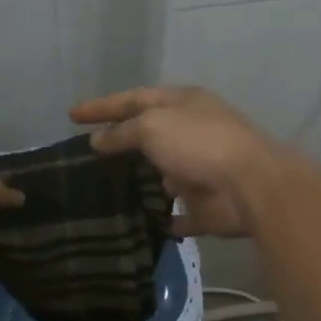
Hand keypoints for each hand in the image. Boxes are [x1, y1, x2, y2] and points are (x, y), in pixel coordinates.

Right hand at [70, 85, 291, 237]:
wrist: (250, 186)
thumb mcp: (152, 126)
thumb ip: (122, 132)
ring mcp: (200, 169)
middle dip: (121, 143)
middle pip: (149, 134)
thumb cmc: (198, 143)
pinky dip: (161, 216)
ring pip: (162, 173)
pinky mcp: (205, 204)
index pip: (133, 99)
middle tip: (86, 157)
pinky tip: (136, 222)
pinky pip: (177, 212)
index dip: (101, 106)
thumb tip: (98, 140)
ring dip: (140, 181)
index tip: (71, 115)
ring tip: (104, 192)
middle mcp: (192, 132)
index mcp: (182, 103)